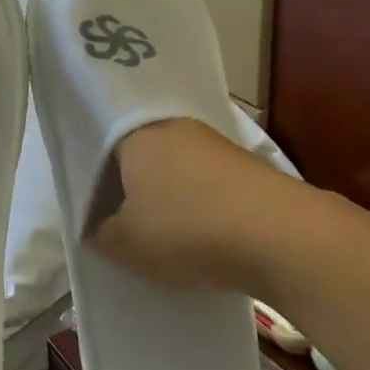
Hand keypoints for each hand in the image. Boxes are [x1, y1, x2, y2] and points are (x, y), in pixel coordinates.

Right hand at [90, 117, 276, 294]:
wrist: (283, 236)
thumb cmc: (188, 228)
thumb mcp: (126, 243)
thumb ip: (99, 233)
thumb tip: (93, 227)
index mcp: (134, 132)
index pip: (97, 142)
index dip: (88, 174)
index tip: (86, 203)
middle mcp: (172, 126)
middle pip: (137, 152)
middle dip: (126, 184)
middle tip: (115, 219)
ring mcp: (213, 143)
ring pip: (172, 166)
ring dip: (163, 194)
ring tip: (155, 231)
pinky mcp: (245, 165)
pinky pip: (203, 181)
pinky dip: (195, 203)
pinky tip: (196, 233)